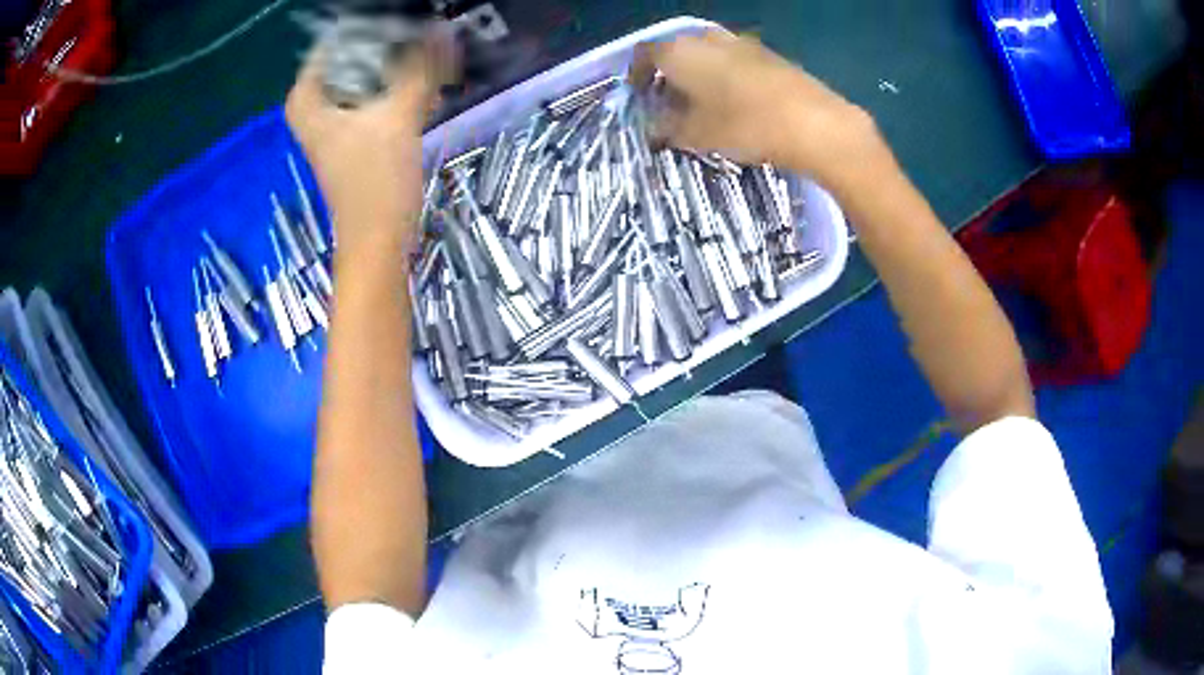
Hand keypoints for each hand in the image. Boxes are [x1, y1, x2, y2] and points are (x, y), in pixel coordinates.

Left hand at [286, 36, 457, 256]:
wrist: (379, 241)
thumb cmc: (375, 183)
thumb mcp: (398, 117)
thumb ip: (420, 69)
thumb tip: (441, 30)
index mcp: (308, 99)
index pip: (335, 42)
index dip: (371, 28)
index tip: (407, 21)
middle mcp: (316, 106)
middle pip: (353, 57)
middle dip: (391, 46)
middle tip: (427, 36)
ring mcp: (335, 120)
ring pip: (368, 77)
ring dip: (400, 67)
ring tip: (434, 58)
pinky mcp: (355, 134)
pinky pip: (376, 97)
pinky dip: (399, 89)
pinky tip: (429, 85)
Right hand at [631, 31, 886, 188]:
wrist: (815, 123)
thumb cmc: (744, 125)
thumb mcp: (695, 134)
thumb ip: (666, 127)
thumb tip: (654, 127)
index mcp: (680, 51)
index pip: (644, 53)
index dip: (636, 74)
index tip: (638, 94)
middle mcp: (707, 38)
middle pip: (676, 50)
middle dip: (668, 74)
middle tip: (668, 102)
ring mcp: (742, 43)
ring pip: (707, 54)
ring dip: (698, 73)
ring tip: (703, 104)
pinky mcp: (769, 54)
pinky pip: (734, 60)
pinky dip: (724, 75)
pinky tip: (736, 101)